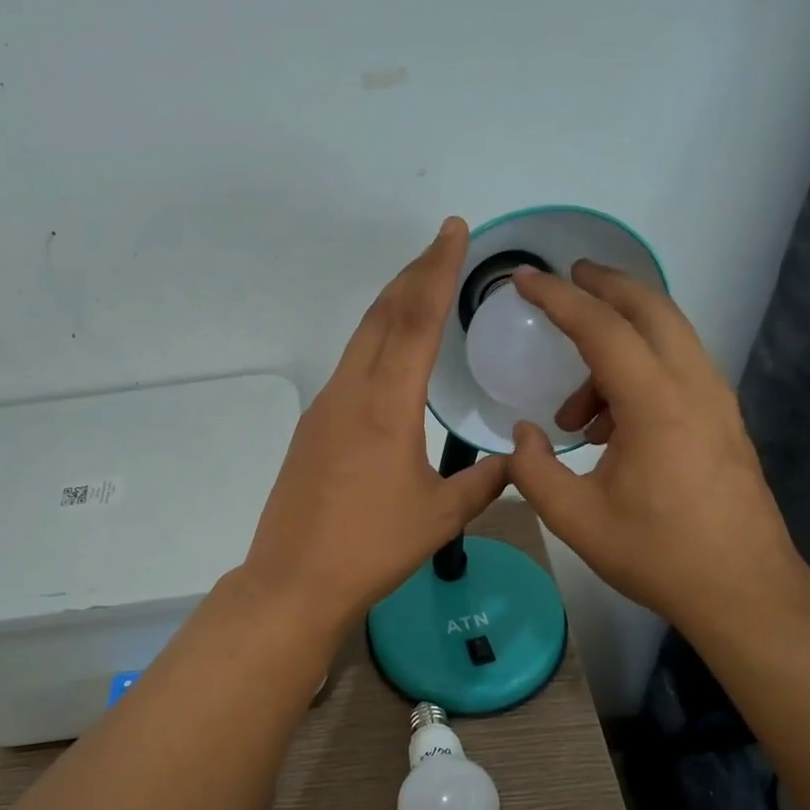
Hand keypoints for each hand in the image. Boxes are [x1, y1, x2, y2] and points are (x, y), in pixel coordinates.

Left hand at [241, 217, 509, 638]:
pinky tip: (390, 355)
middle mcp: (350, 393)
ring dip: (391, 306)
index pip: (415, 320)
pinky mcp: (311, 428)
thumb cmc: (372, 548)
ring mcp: (324, 408)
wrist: (295, 579)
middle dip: (413, 274)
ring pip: (361, 339)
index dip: (437, 270)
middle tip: (441, 245)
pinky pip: (349, 367)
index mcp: (386, 405)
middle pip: (382, 315)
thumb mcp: (440, 517)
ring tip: (420, 287)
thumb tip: (513, 461)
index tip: (452, 230)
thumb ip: (483, 483)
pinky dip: (375, 342)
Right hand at [505, 261, 808, 633]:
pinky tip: (611, 427)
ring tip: (574, 412)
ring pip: (668, 338)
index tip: (524, 279)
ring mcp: (717, 401)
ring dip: (619, 344)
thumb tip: (524, 434)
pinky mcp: (724, 420)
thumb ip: (533, 470)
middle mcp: (694, 387)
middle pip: (651, 309)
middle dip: (605, 285)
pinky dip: (639, 371)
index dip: (559, 299)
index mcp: (656, 405)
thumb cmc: (657, 555)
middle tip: (566, 279)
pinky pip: (678, 369)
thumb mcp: (575, 519)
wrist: (744, 591)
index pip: (602, 329)